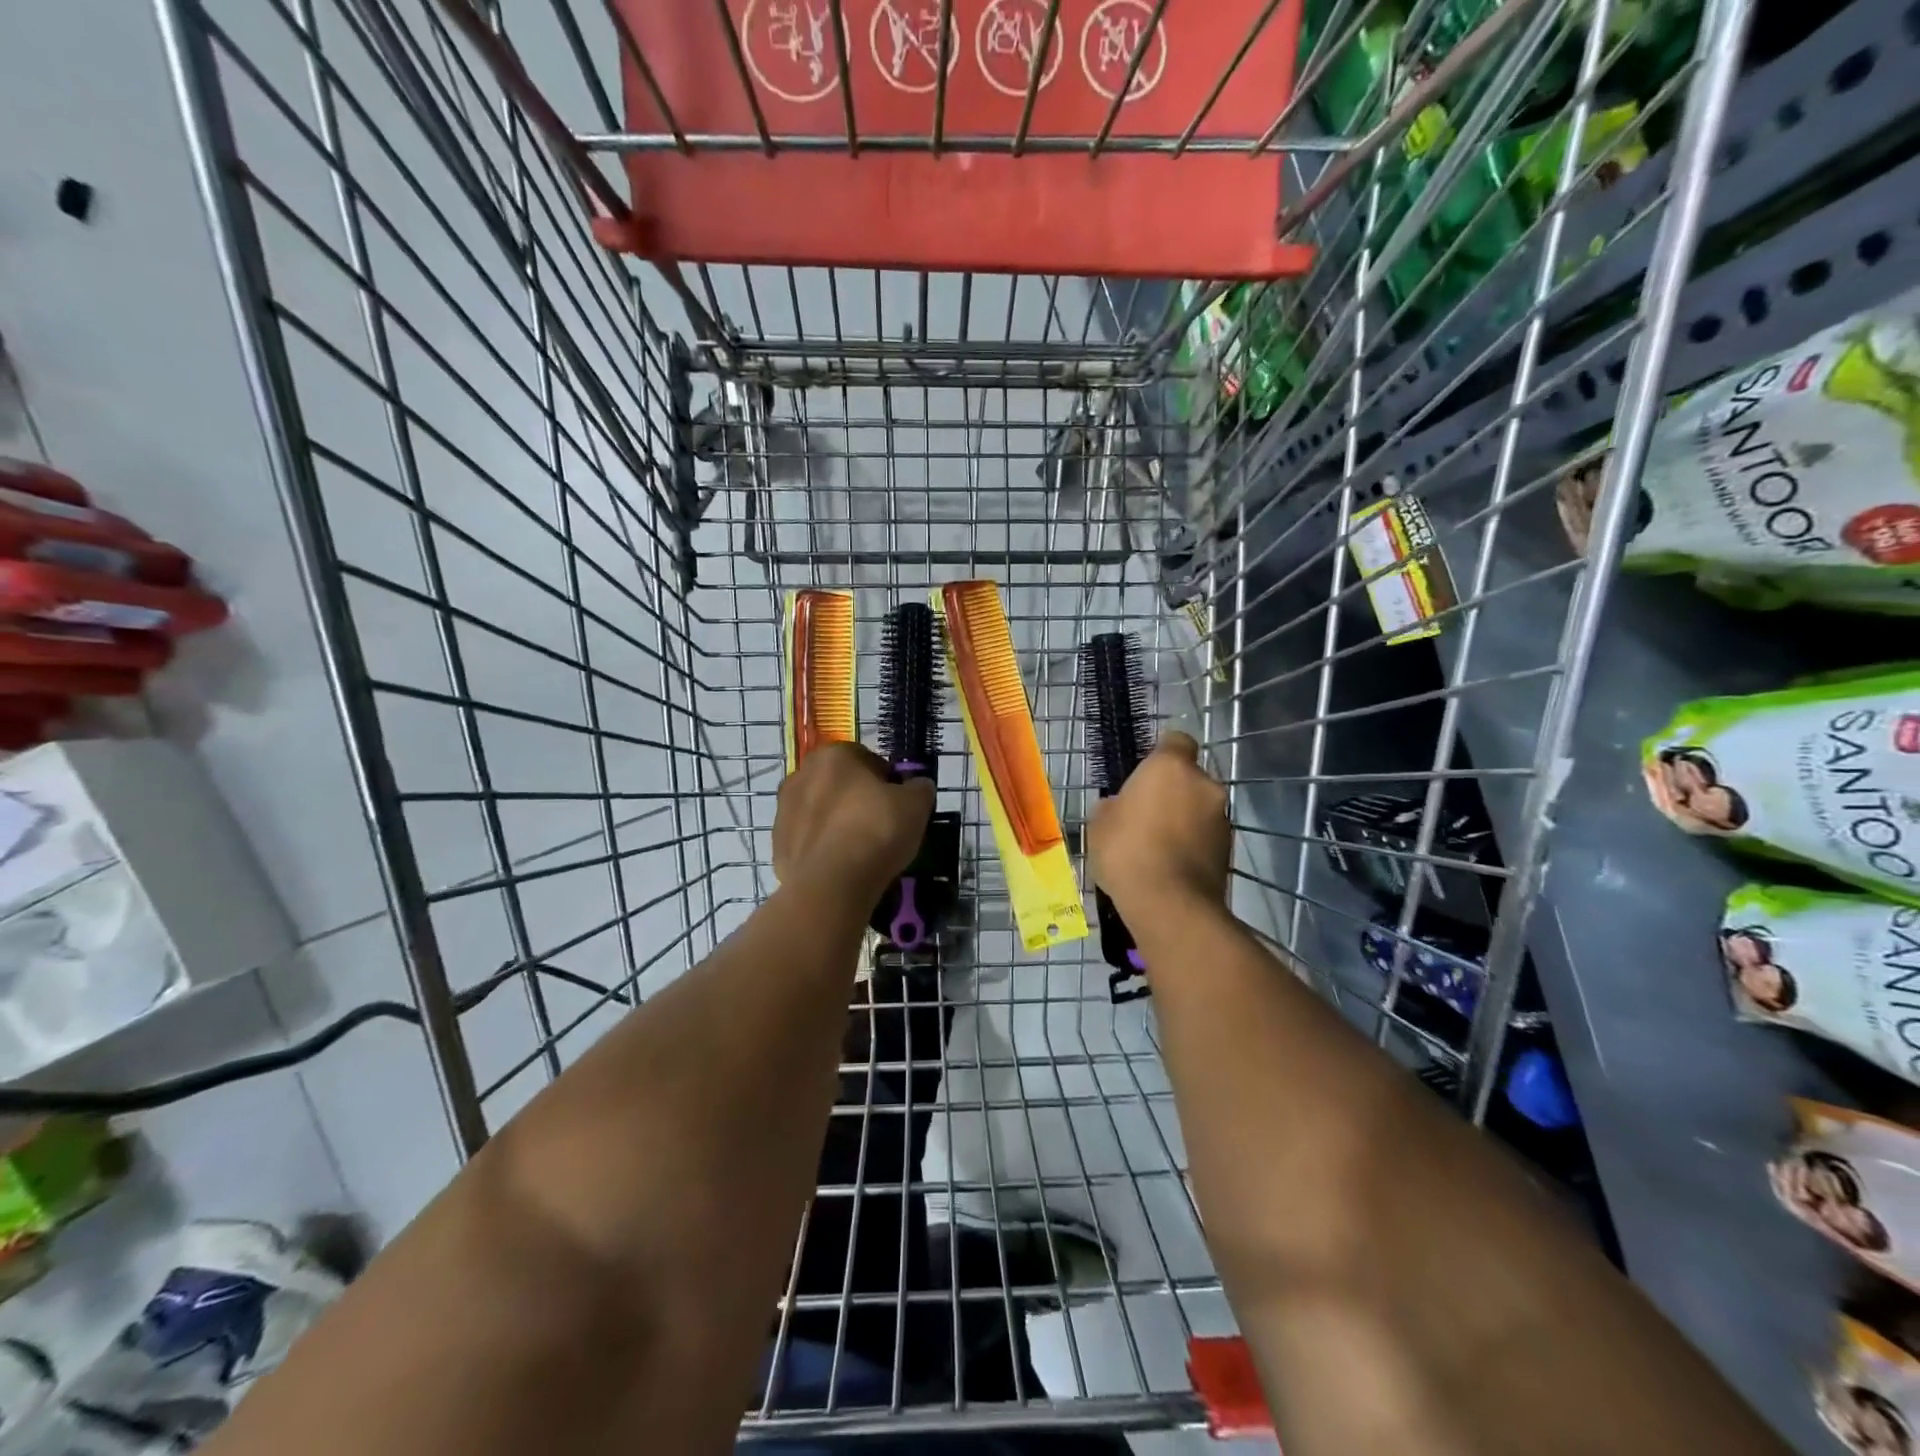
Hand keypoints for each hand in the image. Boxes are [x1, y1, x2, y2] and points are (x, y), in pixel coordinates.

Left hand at [773, 742, 934, 905]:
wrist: (832, 884)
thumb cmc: (876, 831)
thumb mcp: (916, 805)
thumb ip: (919, 788)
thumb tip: (917, 787)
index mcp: (833, 755)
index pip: (868, 760)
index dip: (887, 782)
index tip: (898, 806)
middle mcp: (801, 775)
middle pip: (840, 785)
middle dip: (858, 801)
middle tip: (881, 828)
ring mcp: (783, 811)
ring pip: (821, 812)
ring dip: (838, 824)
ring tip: (862, 852)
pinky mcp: (777, 845)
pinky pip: (809, 841)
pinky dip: (824, 850)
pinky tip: (842, 867)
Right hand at [1088, 731, 1230, 921]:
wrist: (1169, 905)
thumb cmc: (1126, 851)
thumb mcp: (1099, 823)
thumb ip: (1115, 805)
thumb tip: (1122, 806)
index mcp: (1170, 767)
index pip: (1176, 741)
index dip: (1162, 753)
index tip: (1146, 773)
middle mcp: (1203, 784)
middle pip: (1189, 778)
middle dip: (1173, 791)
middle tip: (1146, 815)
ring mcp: (1221, 817)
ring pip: (1199, 808)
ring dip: (1184, 819)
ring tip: (1158, 847)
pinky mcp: (1229, 849)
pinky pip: (1205, 836)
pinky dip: (1192, 844)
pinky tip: (1171, 865)